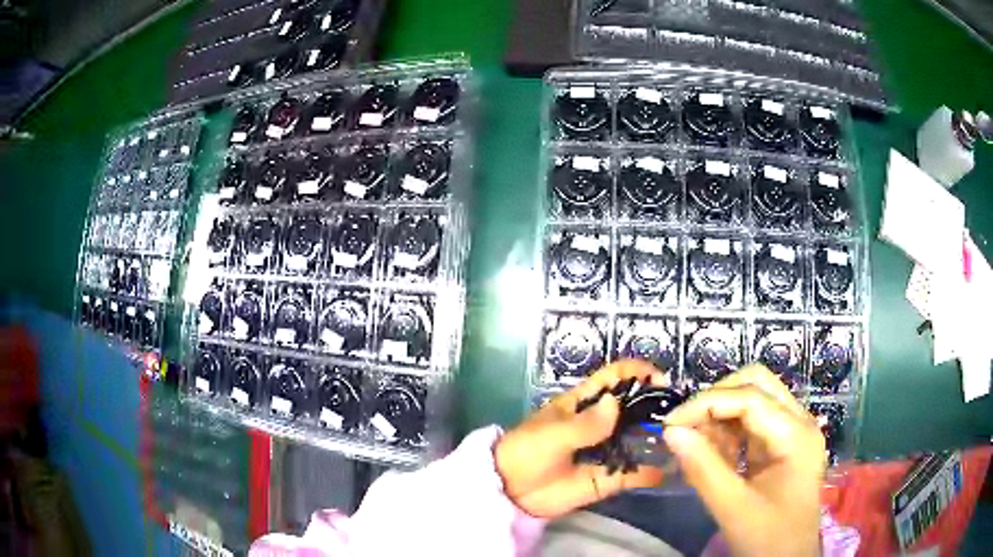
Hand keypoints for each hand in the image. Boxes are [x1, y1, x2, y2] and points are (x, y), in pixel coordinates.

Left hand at [495, 360, 667, 517]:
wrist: (509, 491)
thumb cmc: (525, 453)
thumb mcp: (551, 435)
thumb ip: (584, 425)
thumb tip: (616, 404)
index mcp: (581, 404)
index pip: (613, 378)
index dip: (637, 372)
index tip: (661, 379)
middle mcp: (599, 424)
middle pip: (632, 407)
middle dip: (655, 406)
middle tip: (679, 413)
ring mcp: (605, 451)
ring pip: (637, 439)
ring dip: (656, 438)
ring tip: (680, 439)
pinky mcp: (605, 478)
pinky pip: (631, 474)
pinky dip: (649, 473)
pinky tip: (667, 472)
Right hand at [663, 365, 825, 556]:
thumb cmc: (768, 538)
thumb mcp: (733, 509)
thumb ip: (703, 469)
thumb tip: (670, 432)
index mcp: (797, 435)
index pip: (750, 397)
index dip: (706, 403)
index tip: (669, 425)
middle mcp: (800, 422)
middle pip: (757, 384)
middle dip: (716, 399)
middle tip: (685, 428)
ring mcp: (793, 431)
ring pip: (753, 398)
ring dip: (720, 414)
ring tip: (696, 445)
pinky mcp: (783, 444)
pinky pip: (752, 422)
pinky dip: (727, 431)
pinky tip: (713, 455)